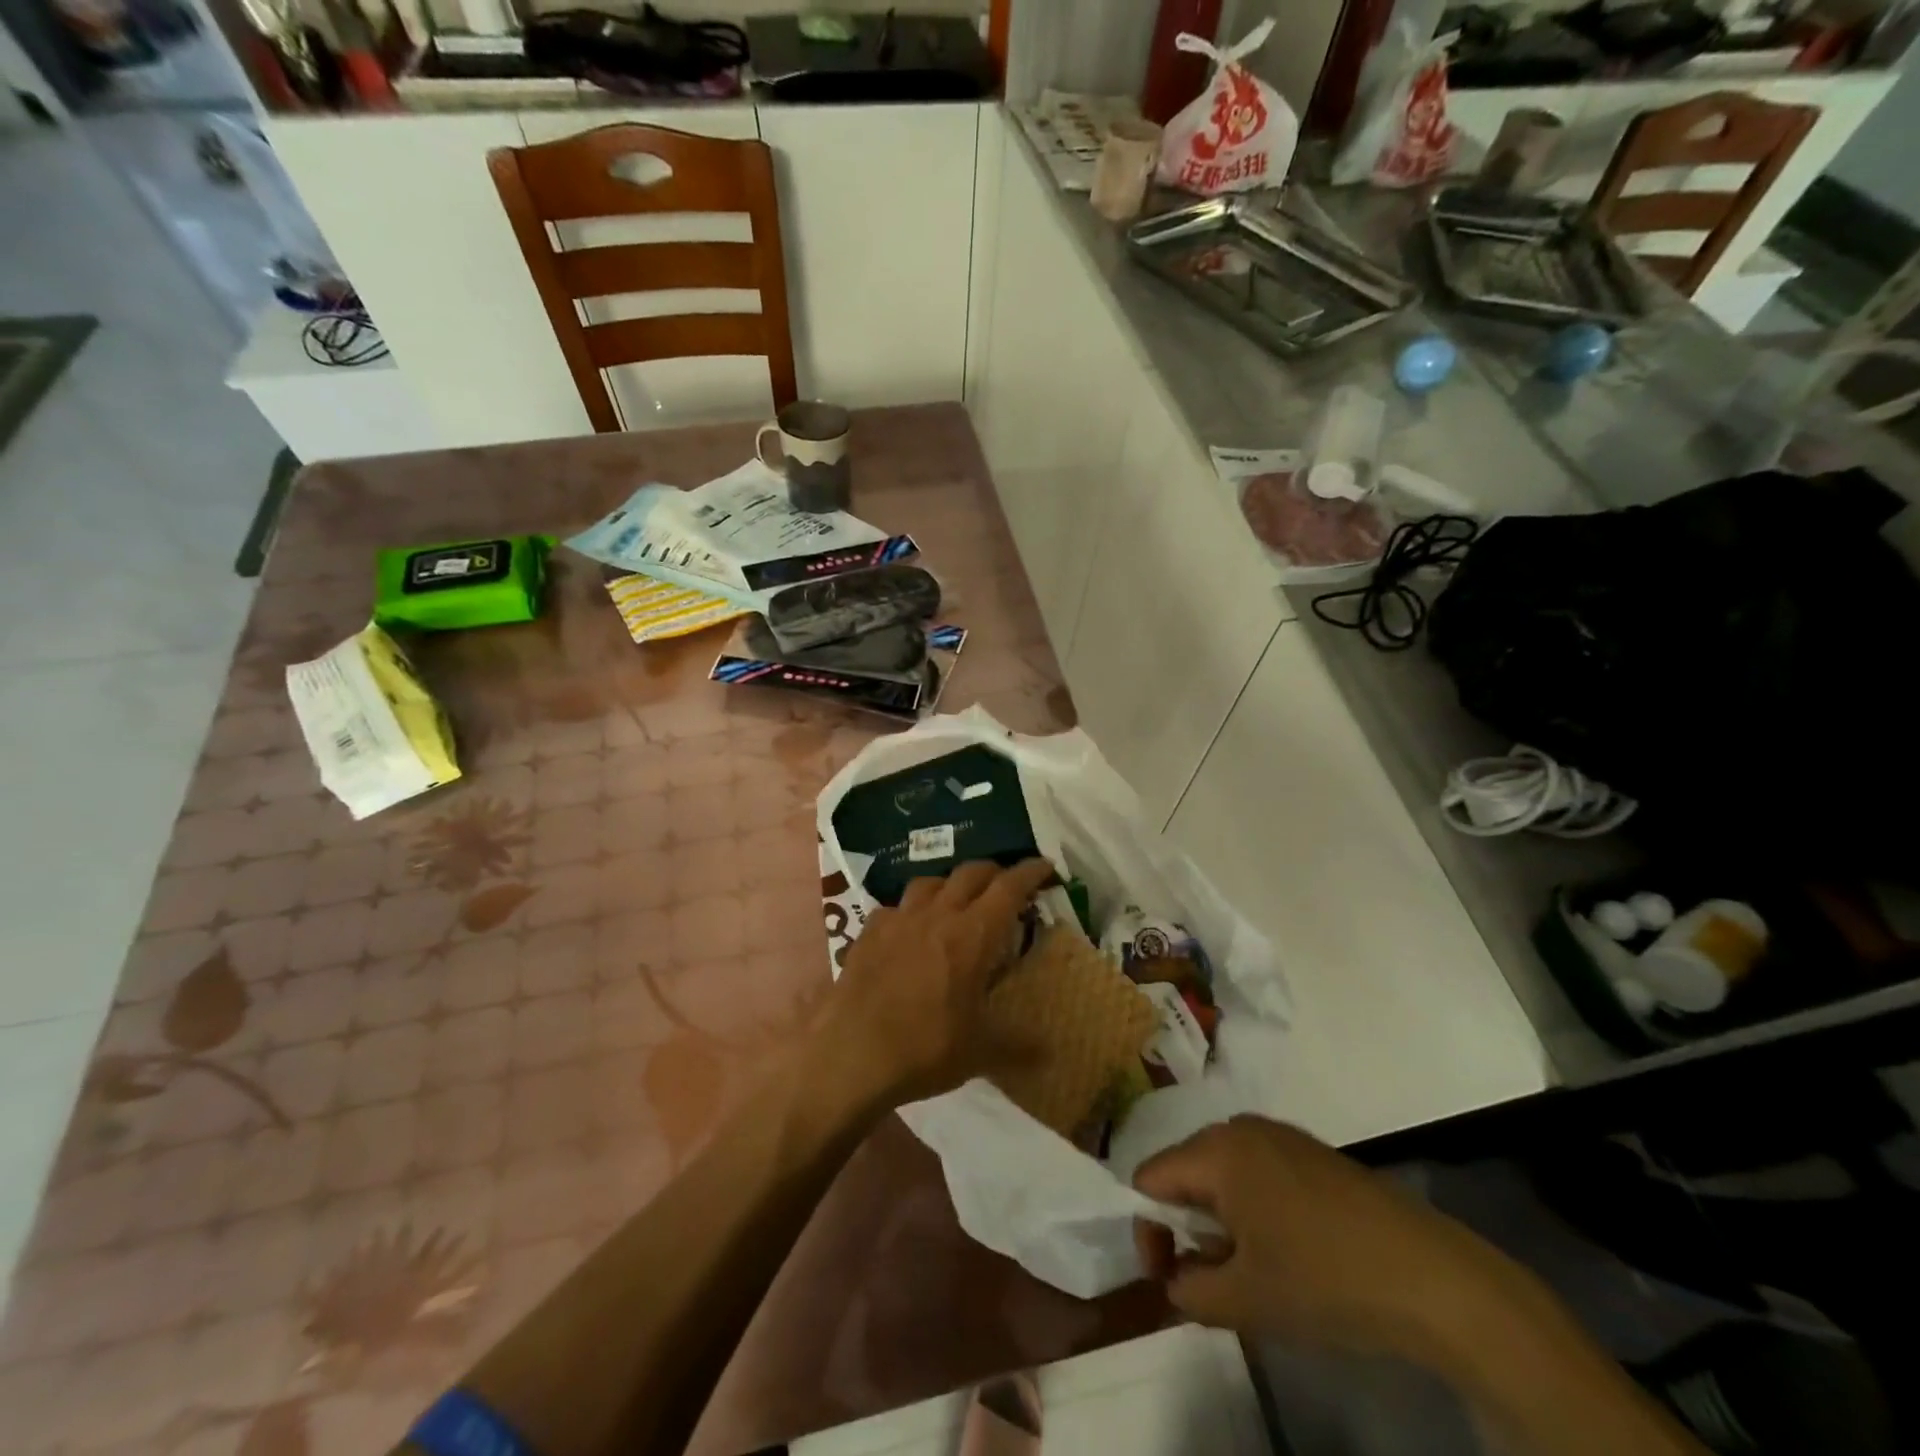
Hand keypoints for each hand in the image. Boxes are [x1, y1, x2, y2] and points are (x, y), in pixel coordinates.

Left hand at [810, 859, 1056, 1110]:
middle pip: (970, 873)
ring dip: (950, 884)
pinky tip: (909, 929)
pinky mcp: (869, 932)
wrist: (851, 1054)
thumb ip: (1017, 1044)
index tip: (1045, 866)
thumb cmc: (925, 1047)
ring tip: (957, 900)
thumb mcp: (980, 1051)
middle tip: (1006, 884)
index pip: (1008, 887)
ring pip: (930, 882)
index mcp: (972, 934)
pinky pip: (895, 907)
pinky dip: (911, 911)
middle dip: (993, 872)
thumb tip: (1049, 1051)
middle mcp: (937, 914)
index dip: (1030, 872)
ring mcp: (898, 919)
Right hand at [1133, 1117, 1533, 1372]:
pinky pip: (1256, 1173)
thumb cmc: (1326, 1280)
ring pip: (1222, 1174)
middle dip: (1186, 1226)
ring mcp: (1280, 1135)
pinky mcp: (1311, 1153)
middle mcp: (1240, 1127)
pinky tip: (1286, 1252)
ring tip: (1250, 1272)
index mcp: (1216, 1150)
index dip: (1148, 1230)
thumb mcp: (1246, 1301)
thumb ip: (1189, 1289)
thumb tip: (1176, 1278)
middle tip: (1210, 1280)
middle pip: (1184, 1171)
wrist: (1434, 1278)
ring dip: (1220, 1222)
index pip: (1149, 1178)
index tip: (1170, 1278)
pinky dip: (1252, 1210)